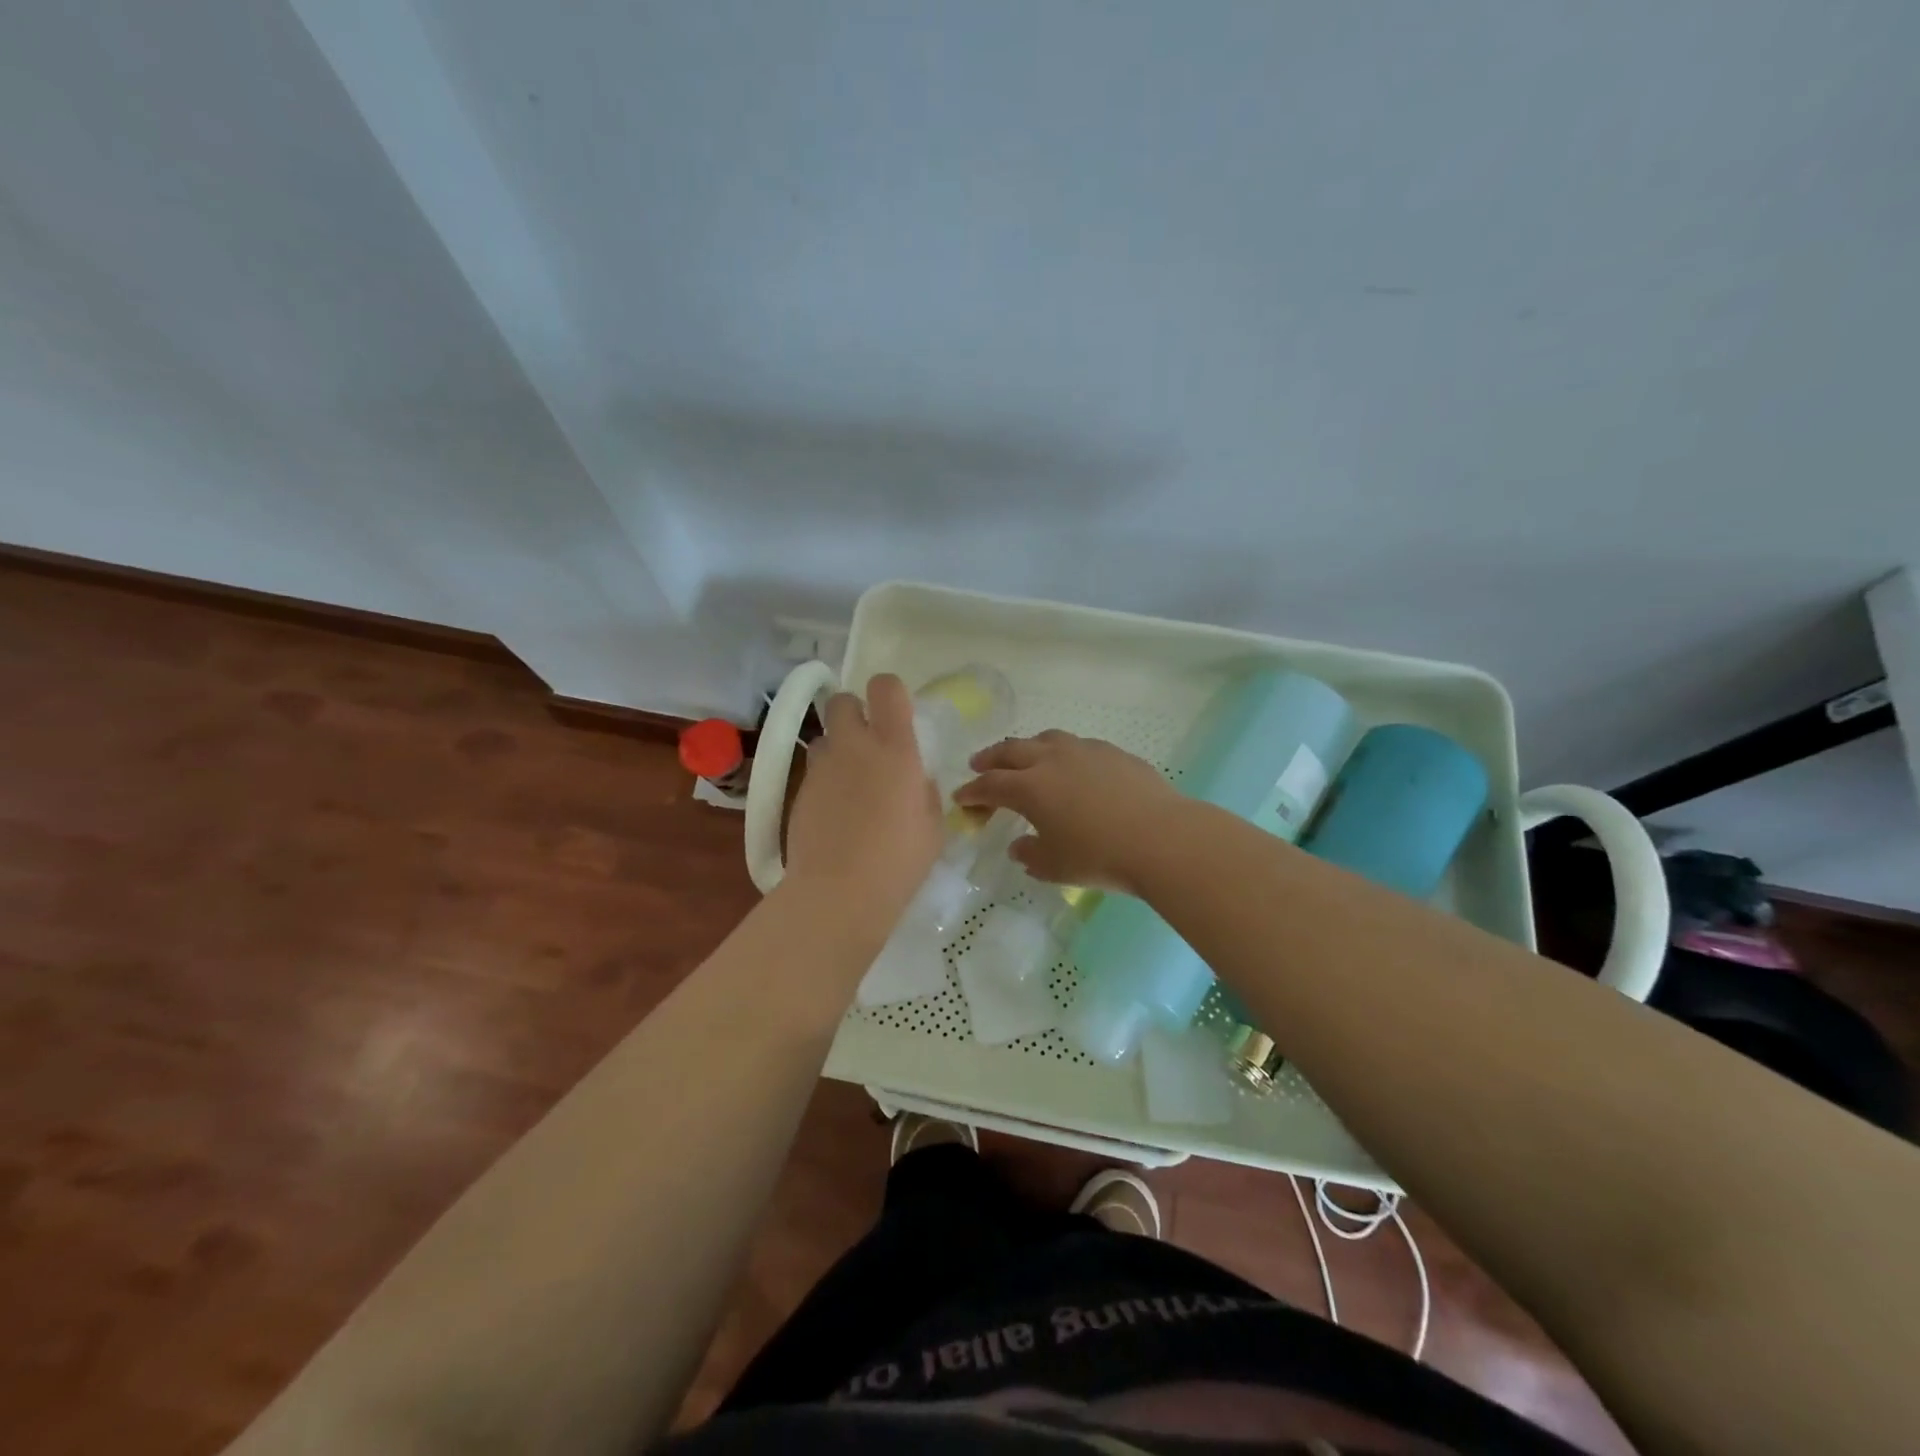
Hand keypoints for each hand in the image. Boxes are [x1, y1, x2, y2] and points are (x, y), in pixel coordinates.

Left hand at [784, 674, 943, 917]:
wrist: (839, 892)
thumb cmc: (899, 860)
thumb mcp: (933, 825)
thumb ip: (925, 791)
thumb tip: (915, 780)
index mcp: (894, 747)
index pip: (885, 687)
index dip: (890, 692)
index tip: (896, 714)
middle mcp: (853, 746)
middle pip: (842, 701)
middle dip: (854, 713)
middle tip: (869, 744)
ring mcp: (821, 768)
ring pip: (824, 737)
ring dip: (838, 749)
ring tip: (850, 783)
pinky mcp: (799, 792)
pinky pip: (814, 771)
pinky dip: (825, 781)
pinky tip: (835, 813)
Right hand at [954, 731, 1182, 895]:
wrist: (1161, 838)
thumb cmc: (1100, 856)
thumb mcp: (1056, 866)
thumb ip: (1031, 855)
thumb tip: (1019, 847)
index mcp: (1030, 787)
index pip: (991, 785)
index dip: (973, 792)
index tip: (962, 798)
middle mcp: (1052, 760)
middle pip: (1012, 751)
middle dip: (991, 758)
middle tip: (979, 765)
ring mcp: (1085, 751)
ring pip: (1046, 739)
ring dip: (1027, 748)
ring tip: (1024, 757)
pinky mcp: (1113, 753)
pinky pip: (1078, 746)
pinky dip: (1063, 753)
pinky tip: (1072, 766)